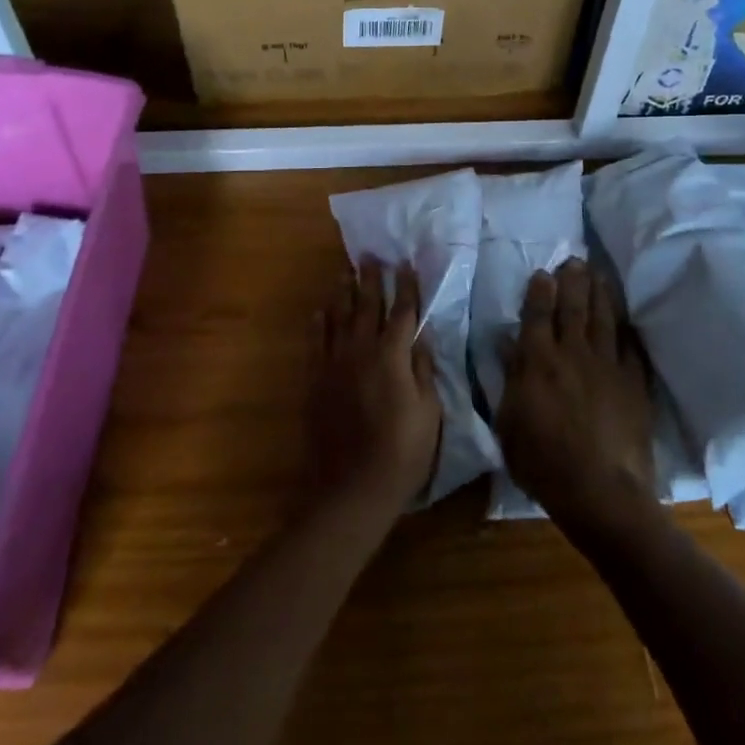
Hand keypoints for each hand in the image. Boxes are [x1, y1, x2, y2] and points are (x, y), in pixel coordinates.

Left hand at [309, 259, 442, 518]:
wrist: (352, 488)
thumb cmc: (402, 453)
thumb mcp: (429, 413)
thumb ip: (423, 370)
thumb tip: (421, 338)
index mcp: (392, 356)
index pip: (402, 311)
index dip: (406, 286)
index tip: (406, 264)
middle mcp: (361, 351)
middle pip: (366, 305)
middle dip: (370, 279)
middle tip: (370, 256)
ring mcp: (334, 364)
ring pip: (338, 317)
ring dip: (343, 292)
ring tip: (345, 272)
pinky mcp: (315, 380)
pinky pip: (315, 342)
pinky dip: (319, 323)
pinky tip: (320, 311)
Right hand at [497, 260, 656, 536]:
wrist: (602, 492)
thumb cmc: (543, 463)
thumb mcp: (509, 424)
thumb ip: (510, 379)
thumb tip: (508, 344)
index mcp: (538, 362)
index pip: (538, 315)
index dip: (540, 291)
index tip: (543, 272)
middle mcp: (573, 354)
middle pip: (574, 308)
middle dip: (573, 281)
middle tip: (575, 260)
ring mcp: (608, 366)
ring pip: (604, 319)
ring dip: (600, 293)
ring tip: (598, 274)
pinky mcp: (634, 383)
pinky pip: (631, 346)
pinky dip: (626, 329)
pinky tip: (626, 319)